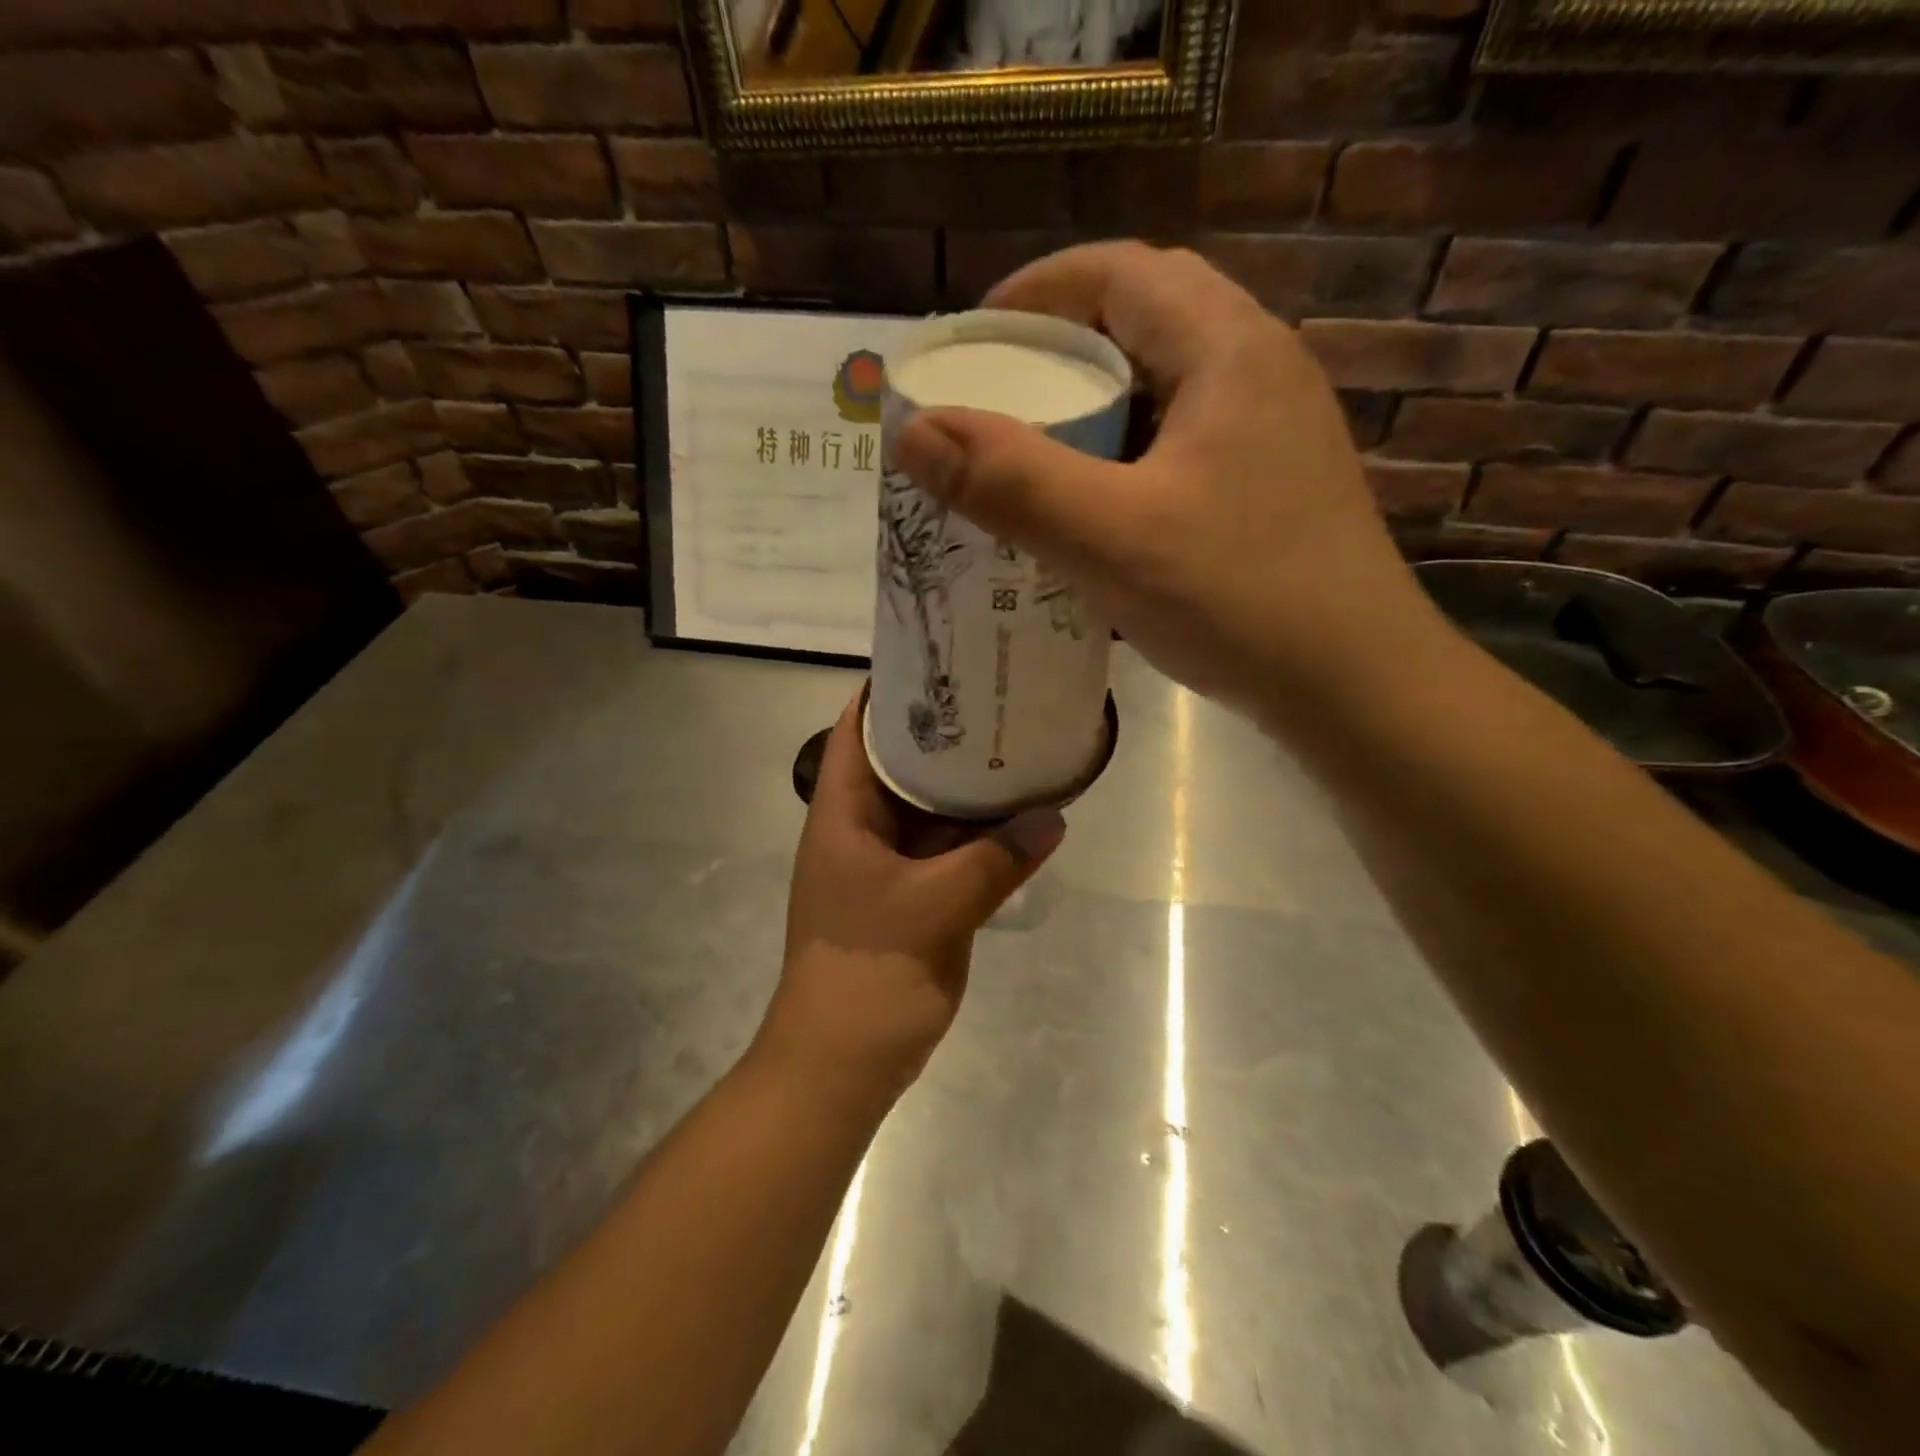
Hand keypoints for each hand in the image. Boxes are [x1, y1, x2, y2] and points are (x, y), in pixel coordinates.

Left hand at [759, 693, 1065, 1097]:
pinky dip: (984, 839)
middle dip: (945, 735)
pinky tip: (1028, 818)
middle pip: (902, 765)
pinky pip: (953, 855)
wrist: (843, 1063)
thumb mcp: (934, 908)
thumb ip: (995, 860)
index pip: (858, 731)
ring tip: (1019, 744)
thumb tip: (1052, 817)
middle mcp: (864, 830)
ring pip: (933, 812)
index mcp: (843, 815)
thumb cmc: (868, 972)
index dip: (889, 691)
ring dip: (970, 789)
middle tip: (997, 698)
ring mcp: (890, 866)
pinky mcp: (916, 898)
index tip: (938, 660)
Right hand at [891, 241, 1438, 727]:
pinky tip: (1098, 503)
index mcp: (1229, 350)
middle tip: (999, 396)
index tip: (975, 340)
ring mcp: (1273, 431)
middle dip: (1063, 346)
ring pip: (1167, 384)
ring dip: (1097, 402)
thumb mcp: (1112, 539)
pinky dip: (1128, 451)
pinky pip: (1184, 439)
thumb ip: (1011, 482)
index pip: (1121, 272)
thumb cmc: (1239, 599)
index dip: (1038, 292)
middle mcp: (1260, 370)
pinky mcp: (1271, 485)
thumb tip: (914, 430)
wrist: (1354, 686)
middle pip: (1147, 319)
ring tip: (1036, 446)